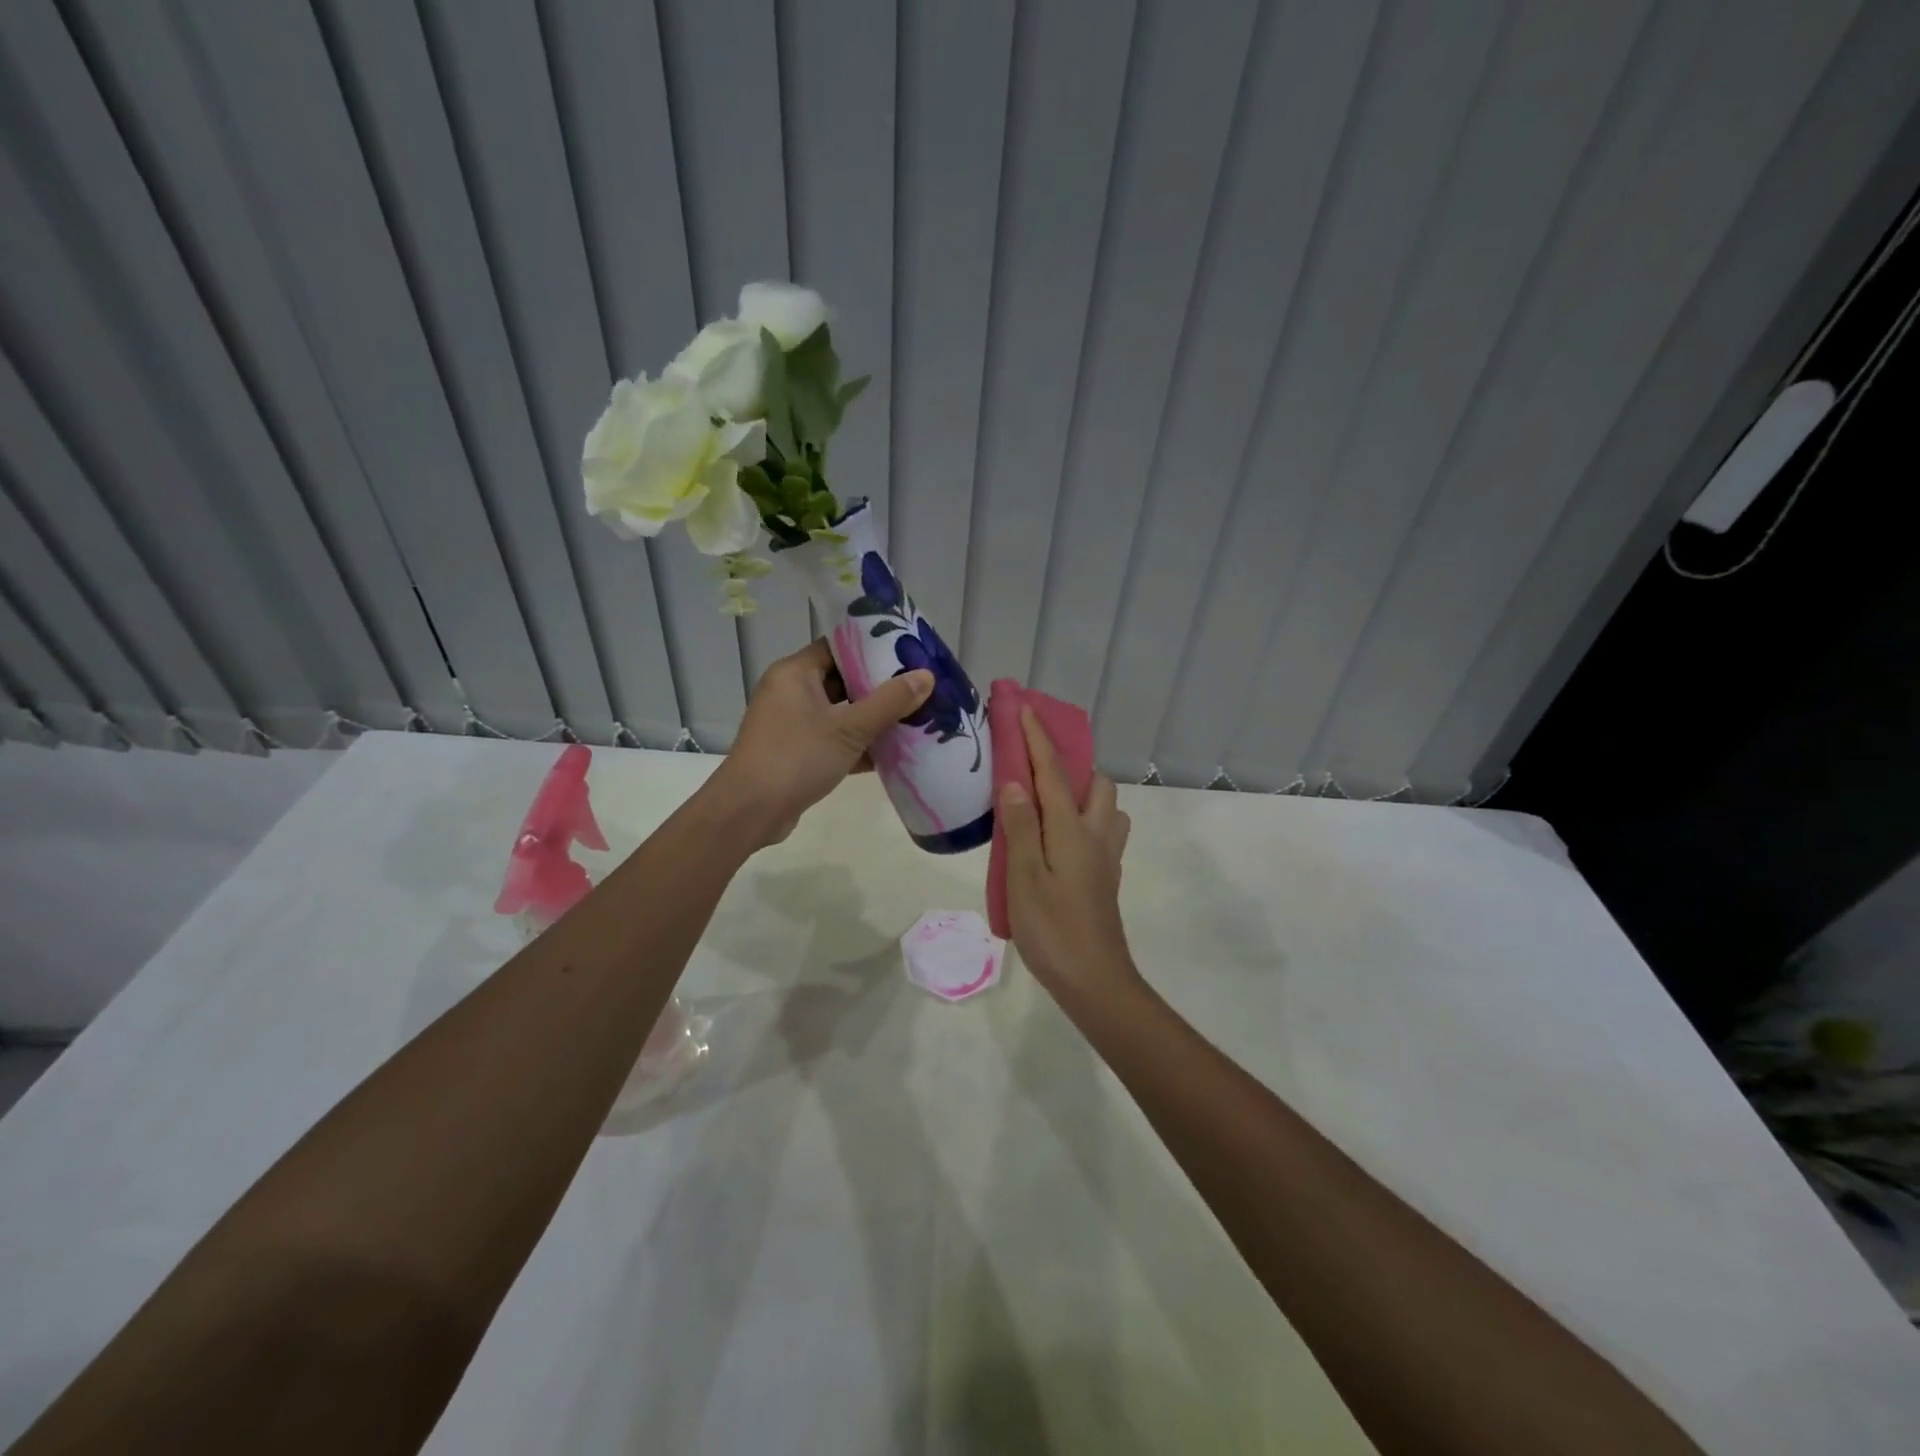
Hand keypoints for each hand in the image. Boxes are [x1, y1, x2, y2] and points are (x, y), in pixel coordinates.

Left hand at [708, 639, 932, 846]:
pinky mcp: (796, 753)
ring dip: (873, 719)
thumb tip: (926, 676)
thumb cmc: (796, 757)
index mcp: (795, 673)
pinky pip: (834, 740)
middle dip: (880, 687)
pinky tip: (894, 752)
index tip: (908, 653)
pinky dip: (859, 745)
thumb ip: (890, 702)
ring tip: (916, 717)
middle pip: (842, 680)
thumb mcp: (849, 729)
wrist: (749, 812)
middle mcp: (790, 692)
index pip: (838, 647)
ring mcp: (792, 724)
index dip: (873, 648)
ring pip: (840, 713)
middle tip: (919, 687)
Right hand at [998, 707, 1137, 1008]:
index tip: (1024, 707)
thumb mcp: (1024, 878)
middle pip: (1095, 783)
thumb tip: (1015, 781)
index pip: (1053, 772)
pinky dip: (1084, 820)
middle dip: (1070, 764)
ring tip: (1047, 804)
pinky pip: (1102, 831)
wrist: (1095, 981)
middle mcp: (1096, 835)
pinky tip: (1058, 839)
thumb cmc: (1053, 930)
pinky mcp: (1106, 877)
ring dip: (1082, 793)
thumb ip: (1020, 827)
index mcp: (1072, 830)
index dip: (1038, 738)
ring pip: (1106, 807)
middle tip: (1035, 771)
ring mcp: (1106, 857)